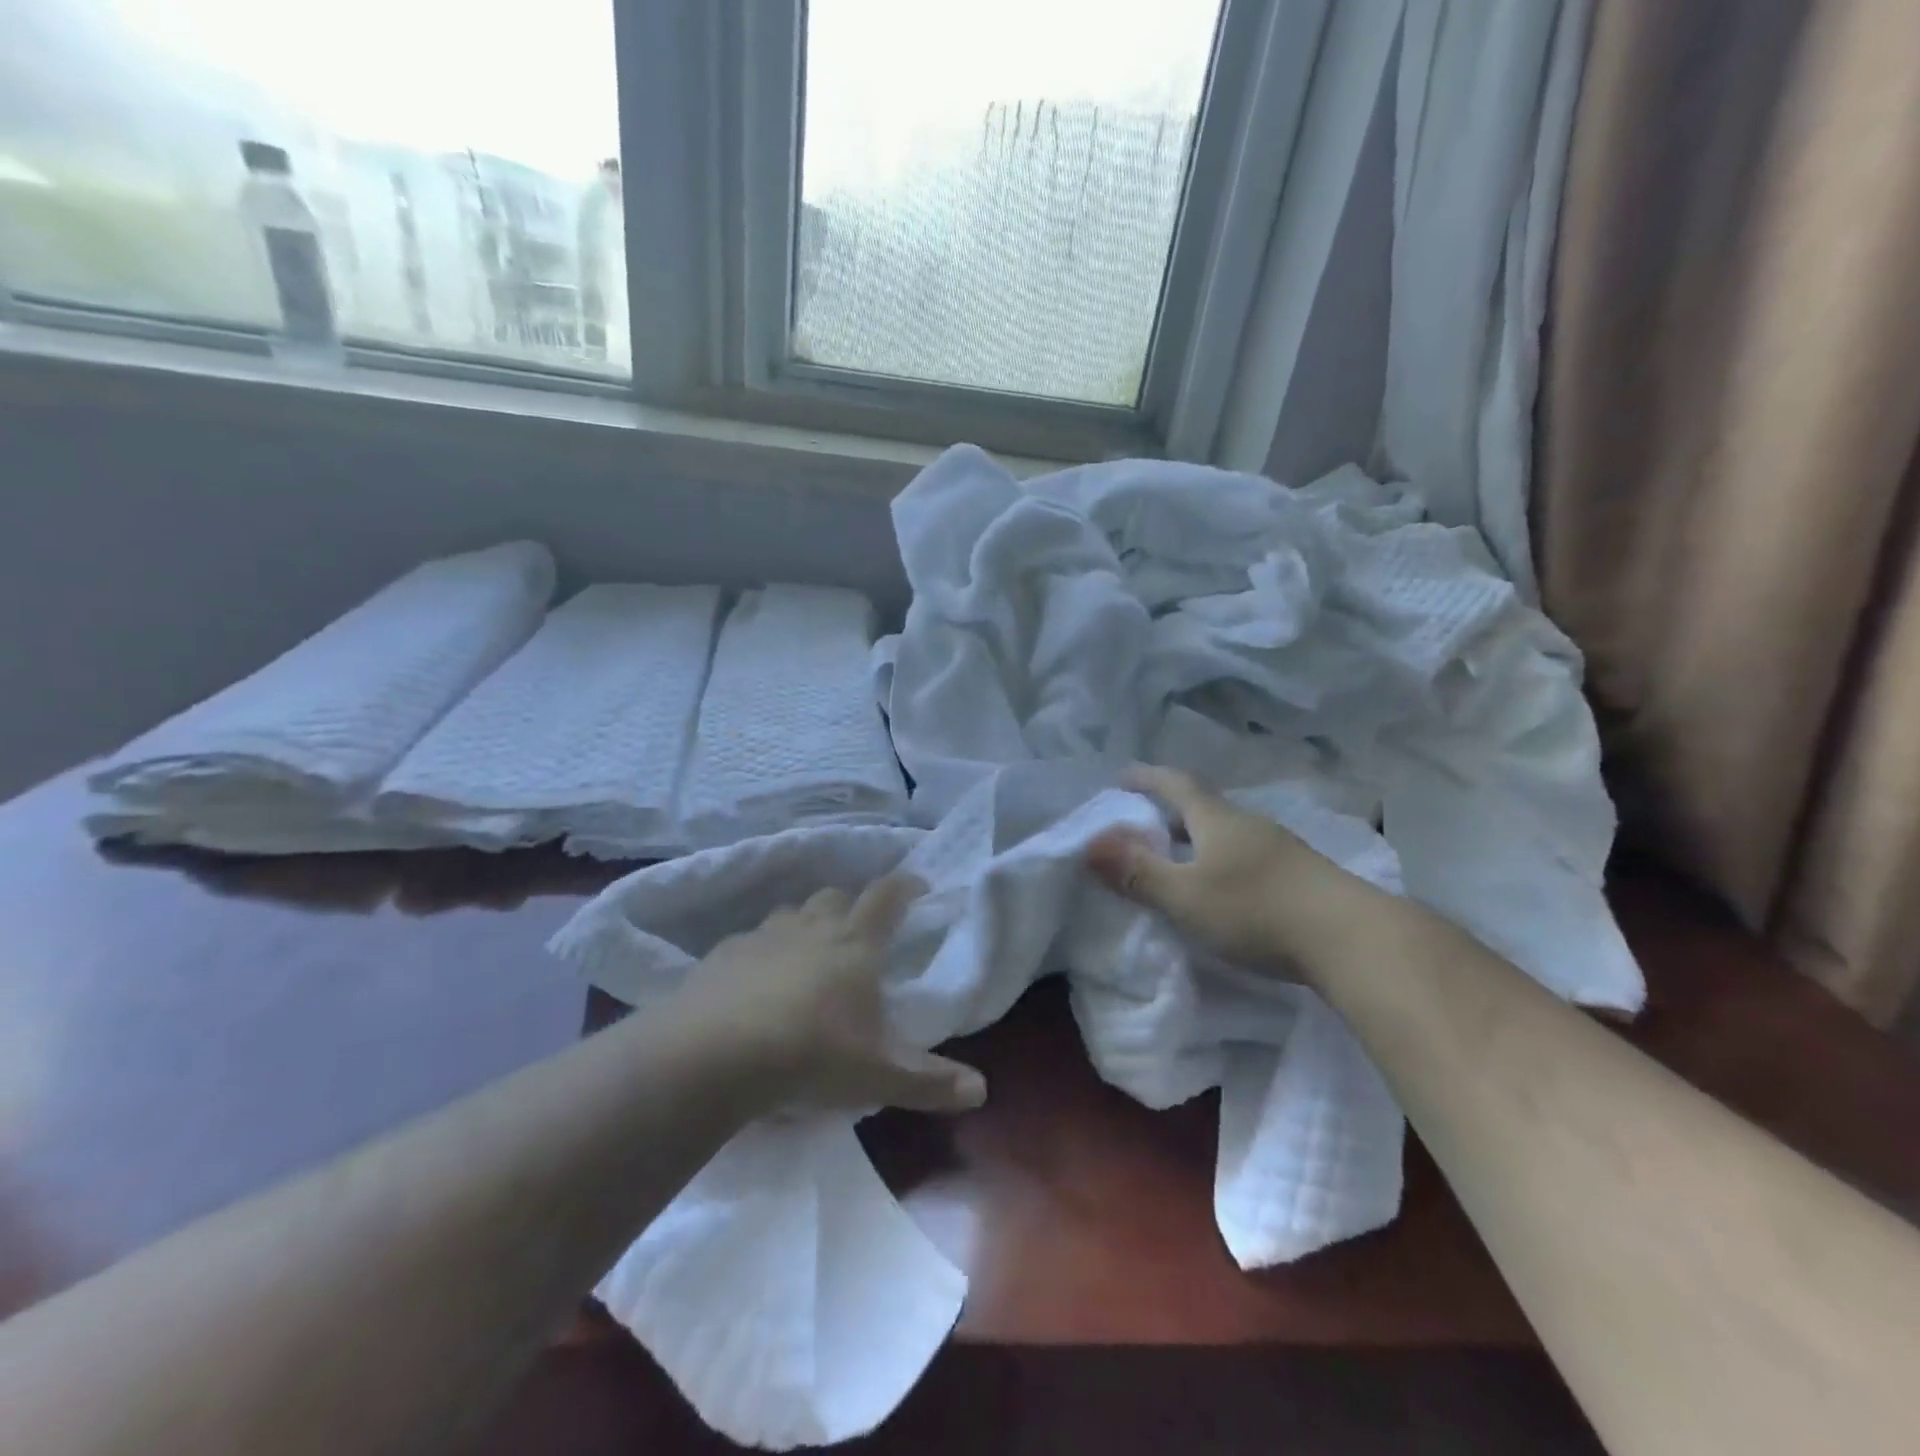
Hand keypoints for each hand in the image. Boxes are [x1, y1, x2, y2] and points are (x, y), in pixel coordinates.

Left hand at [669, 876, 986, 1115]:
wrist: (715, 1054)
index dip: (905, 886)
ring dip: (804, 925)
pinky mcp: (723, 954)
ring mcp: (763, 937)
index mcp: (855, 944)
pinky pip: (749, 941)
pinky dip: (761, 952)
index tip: (918, 886)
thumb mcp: (877, 1076)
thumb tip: (981, 1090)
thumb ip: (929, 1082)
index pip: (886, 897)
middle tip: (858, 933)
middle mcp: (811, 928)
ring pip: (790, 913)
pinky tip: (755, 983)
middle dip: (850, 906)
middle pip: (835, 897)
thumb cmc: (811, 1054)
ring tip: (807, 955)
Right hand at [1086, 766, 1366, 972]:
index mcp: (1218, 819)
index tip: (1122, 776)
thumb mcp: (1185, 896)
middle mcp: (1250, 824)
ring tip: (1178, 855)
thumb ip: (1137, 873)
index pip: (1176, 784)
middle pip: (1203, 806)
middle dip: (1170, 808)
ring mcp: (1280, 849)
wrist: (1353, 940)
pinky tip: (1222, 886)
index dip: (1147, 778)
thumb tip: (1089, 845)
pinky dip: (1222, 860)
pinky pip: (1247, 855)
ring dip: (1198, 837)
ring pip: (1228, 832)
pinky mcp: (1301, 877)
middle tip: (1143, 821)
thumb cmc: (1256, 910)